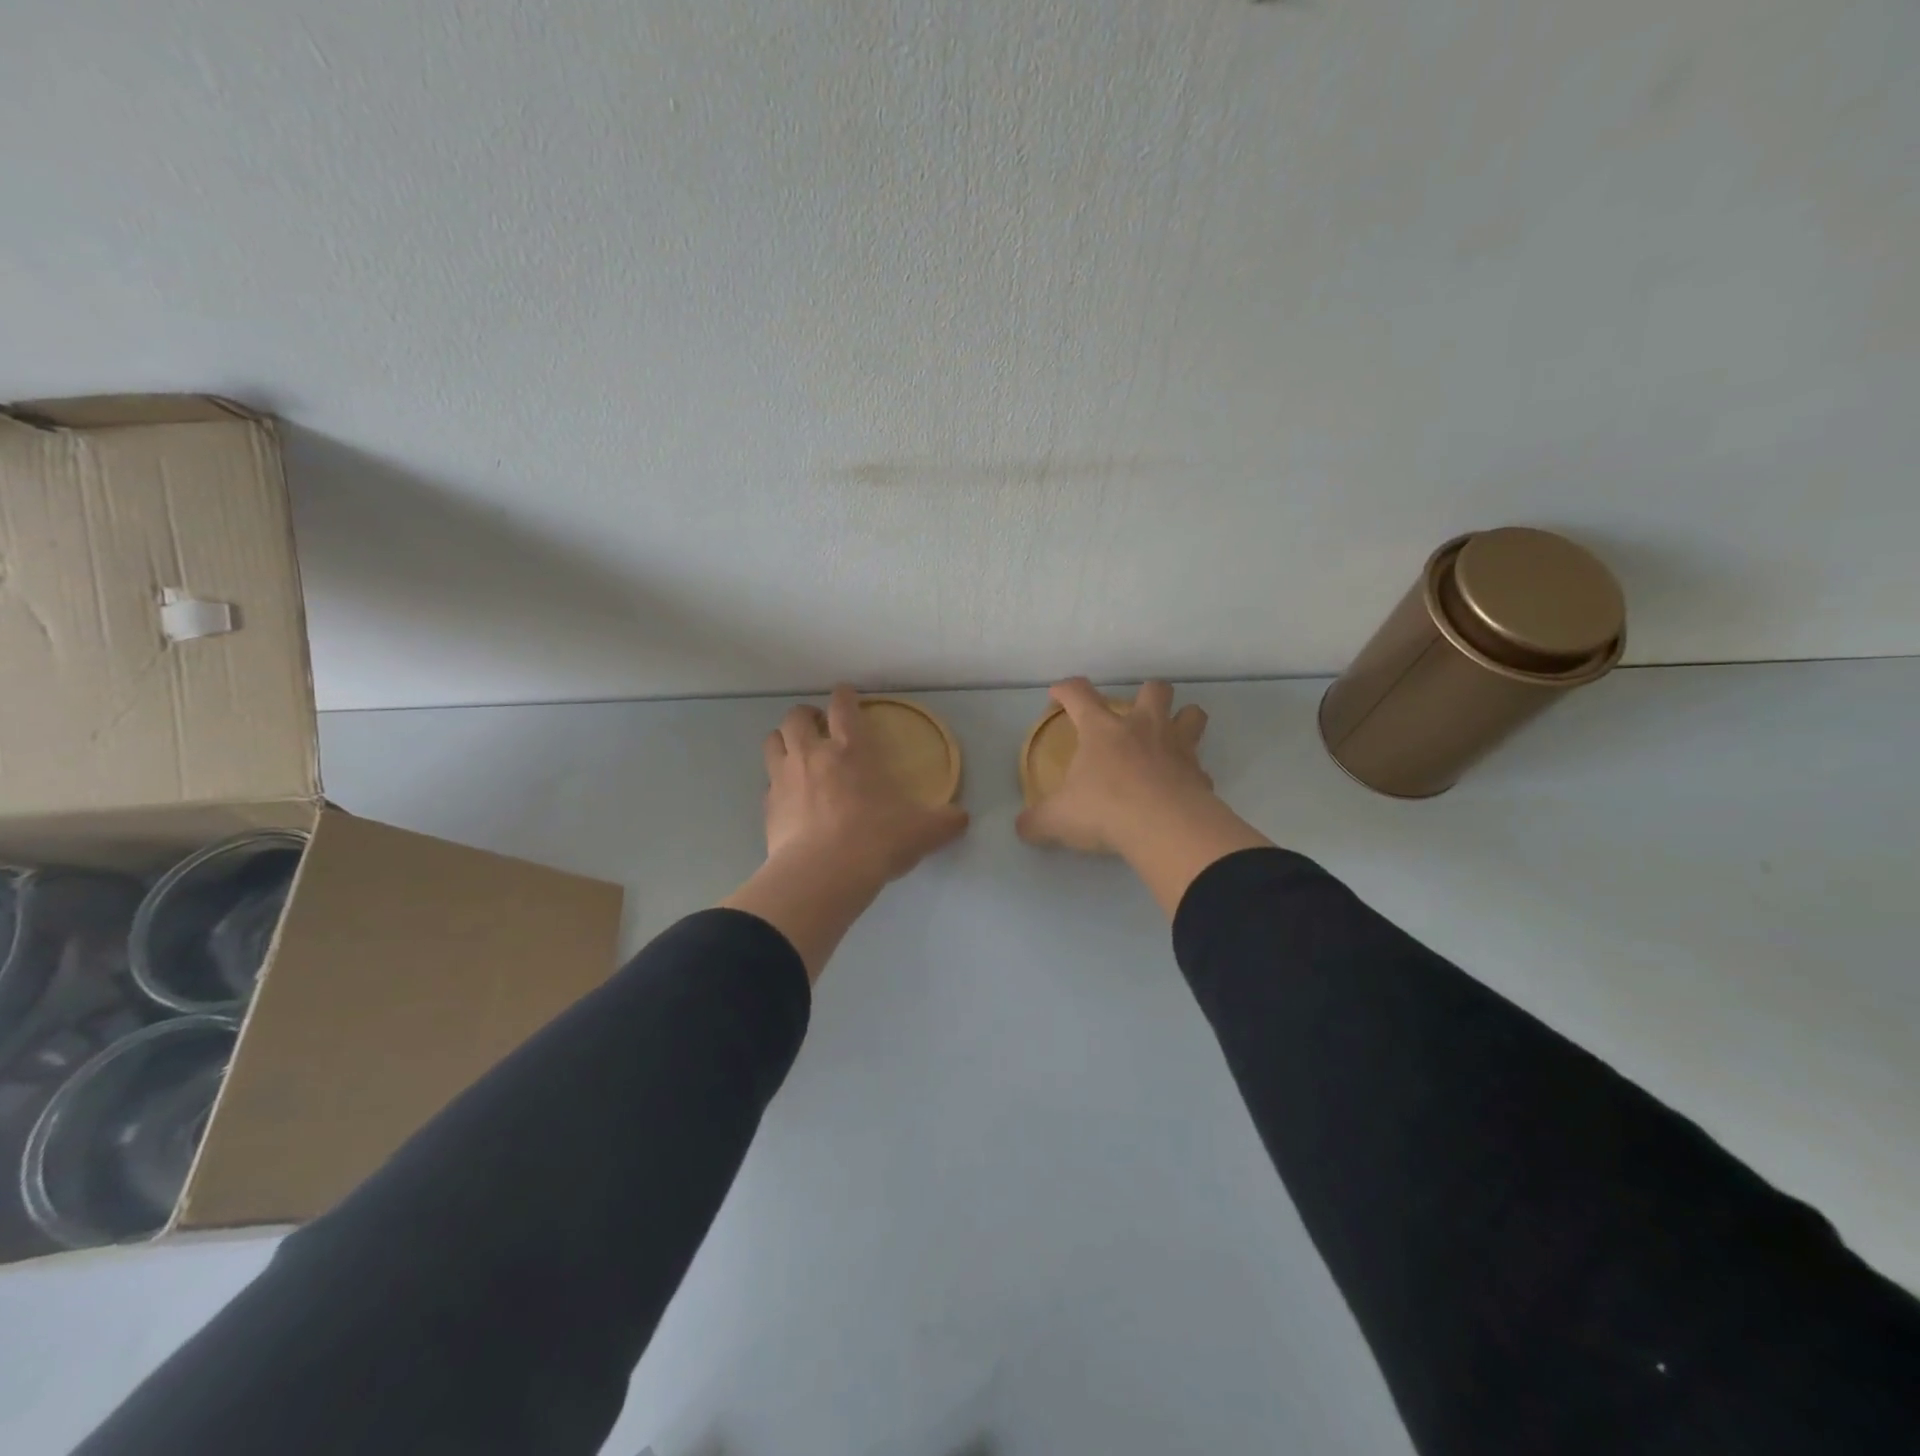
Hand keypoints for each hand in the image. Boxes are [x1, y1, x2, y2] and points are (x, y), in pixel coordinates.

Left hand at [761, 685, 969, 881]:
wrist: (823, 875)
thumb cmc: (876, 840)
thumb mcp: (922, 831)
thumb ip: (944, 822)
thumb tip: (962, 819)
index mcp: (851, 749)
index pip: (843, 706)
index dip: (844, 695)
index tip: (846, 695)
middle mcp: (812, 754)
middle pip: (796, 717)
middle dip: (806, 715)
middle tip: (818, 726)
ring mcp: (784, 779)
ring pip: (773, 741)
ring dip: (784, 740)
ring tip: (796, 752)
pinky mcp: (767, 807)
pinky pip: (767, 783)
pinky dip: (777, 783)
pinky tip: (789, 798)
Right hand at [1017, 678, 1270, 917]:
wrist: (1164, 828)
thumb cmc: (1104, 810)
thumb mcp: (1057, 819)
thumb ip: (1036, 821)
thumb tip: (1021, 827)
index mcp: (1102, 730)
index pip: (1079, 694)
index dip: (1066, 690)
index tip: (1058, 694)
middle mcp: (1143, 728)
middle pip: (1154, 690)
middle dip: (1147, 694)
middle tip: (1136, 715)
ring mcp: (1177, 749)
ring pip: (1193, 714)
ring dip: (1184, 720)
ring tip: (1171, 738)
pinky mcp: (1200, 775)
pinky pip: (1200, 768)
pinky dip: (1192, 775)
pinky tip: (1181, 789)